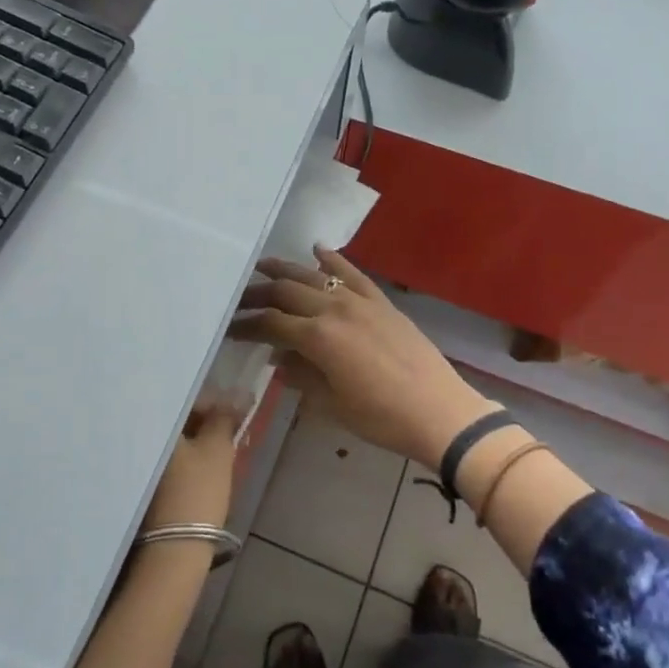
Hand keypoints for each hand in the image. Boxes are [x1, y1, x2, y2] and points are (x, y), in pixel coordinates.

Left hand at [142, 399, 241, 531]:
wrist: (173, 550)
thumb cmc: (196, 492)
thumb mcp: (217, 450)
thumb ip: (224, 419)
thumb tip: (236, 396)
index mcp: (150, 422)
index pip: (183, 398)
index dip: (212, 403)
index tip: (233, 414)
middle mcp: (134, 437)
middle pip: (174, 419)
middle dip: (201, 422)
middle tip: (227, 431)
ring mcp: (132, 462)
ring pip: (170, 441)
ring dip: (192, 440)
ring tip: (217, 449)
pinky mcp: (136, 484)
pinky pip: (164, 459)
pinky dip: (181, 458)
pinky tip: (199, 467)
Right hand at [230, 247, 498, 468]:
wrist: (439, 412)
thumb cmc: (381, 417)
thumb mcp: (332, 403)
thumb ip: (301, 375)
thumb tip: (278, 358)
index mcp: (318, 337)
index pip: (271, 323)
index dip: (247, 325)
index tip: (229, 327)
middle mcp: (334, 309)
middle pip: (287, 292)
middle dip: (258, 294)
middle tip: (238, 297)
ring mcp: (360, 301)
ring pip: (315, 276)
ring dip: (287, 270)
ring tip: (264, 266)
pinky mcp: (382, 301)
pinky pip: (353, 273)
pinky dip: (334, 260)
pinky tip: (318, 250)